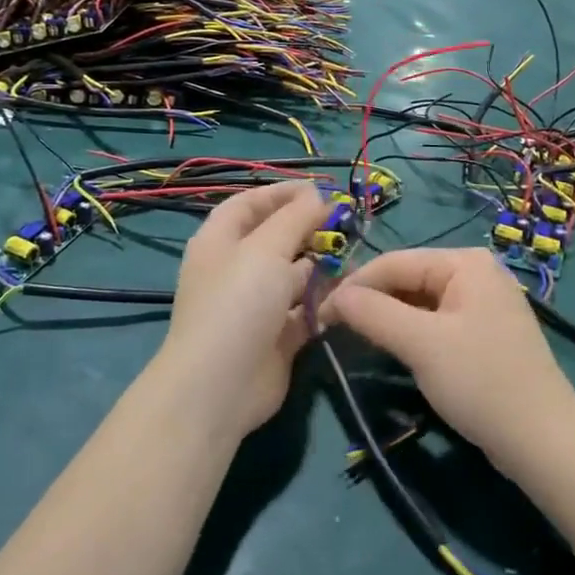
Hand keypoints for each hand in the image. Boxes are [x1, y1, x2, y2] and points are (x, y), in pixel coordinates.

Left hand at [156, 180, 331, 441]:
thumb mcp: (266, 249)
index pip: (250, 203)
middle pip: (275, 238)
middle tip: (347, 223)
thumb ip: (296, 218)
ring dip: (322, 264)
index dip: (282, 193)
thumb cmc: (238, 303)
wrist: (221, 385)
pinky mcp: (277, 336)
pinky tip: (350, 294)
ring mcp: (256, 305)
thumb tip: (317, 196)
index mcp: (220, 241)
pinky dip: (325, 301)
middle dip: (309, 228)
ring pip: (294, 275)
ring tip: (354, 256)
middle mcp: (236, 269)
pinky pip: (305, 310)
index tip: (322, 189)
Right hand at [321, 248, 574, 472]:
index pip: (393, 262)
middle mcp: (476, 273)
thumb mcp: (421, 344)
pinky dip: (410, 333)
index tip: (317, 315)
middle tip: (331, 329)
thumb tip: (332, 297)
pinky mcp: (484, 334)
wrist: (543, 441)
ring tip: (353, 339)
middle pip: (407, 279)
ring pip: (419, 302)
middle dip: (370, 302)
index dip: (353, 286)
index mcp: (465, 262)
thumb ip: (373, 313)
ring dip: (387, 318)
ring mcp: (483, 303)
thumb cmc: (481, 382)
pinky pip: (436, 322)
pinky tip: (391, 349)